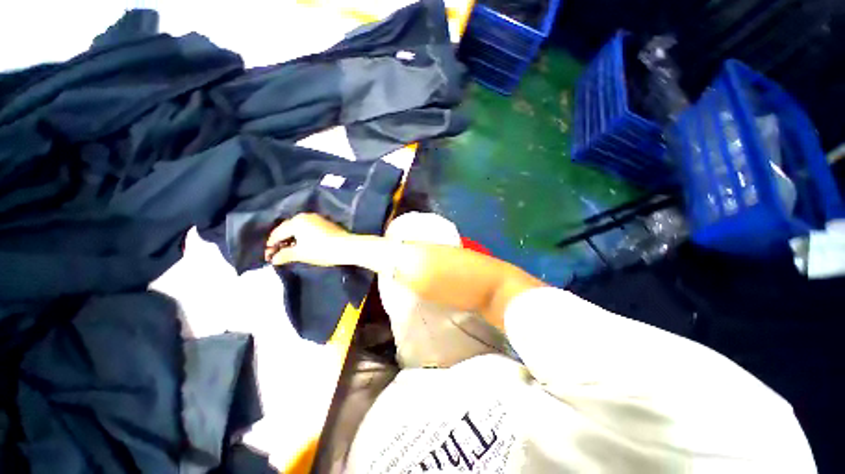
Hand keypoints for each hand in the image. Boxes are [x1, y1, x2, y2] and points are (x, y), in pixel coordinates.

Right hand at [265, 213, 351, 265]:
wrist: (347, 247)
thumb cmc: (321, 250)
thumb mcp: (300, 254)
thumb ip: (284, 255)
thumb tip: (273, 259)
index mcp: (296, 221)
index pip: (278, 232)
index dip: (271, 245)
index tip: (268, 256)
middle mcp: (306, 216)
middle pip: (288, 228)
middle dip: (281, 240)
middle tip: (276, 253)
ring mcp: (317, 218)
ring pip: (299, 227)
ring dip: (292, 238)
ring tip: (289, 250)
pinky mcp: (326, 223)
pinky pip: (308, 228)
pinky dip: (302, 235)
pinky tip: (303, 244)